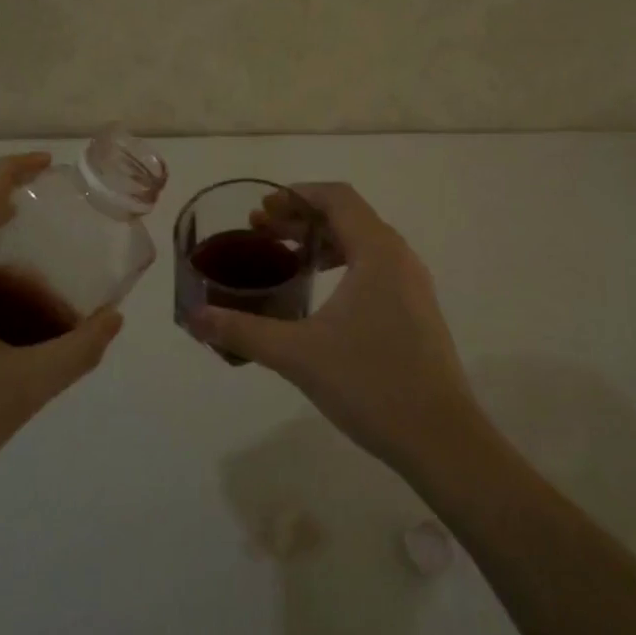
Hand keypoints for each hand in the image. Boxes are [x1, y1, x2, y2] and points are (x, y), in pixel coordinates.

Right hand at [188, 183, 482, 475]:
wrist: (442, 440)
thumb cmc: (370, 384)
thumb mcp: (297, 354)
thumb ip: (241, 331)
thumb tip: (193, 317)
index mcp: (376, 252)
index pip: (337, 197)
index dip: (296, 195)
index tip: (261, 210)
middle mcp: (399, 257)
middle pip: (348, 216)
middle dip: (301, 218)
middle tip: (260, 233)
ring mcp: (412, 285)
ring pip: (362, 242)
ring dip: (321, 241)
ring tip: (284, 258)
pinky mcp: (416, 310)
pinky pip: (374, 267)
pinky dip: (342, 264)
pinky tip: (318, 295)